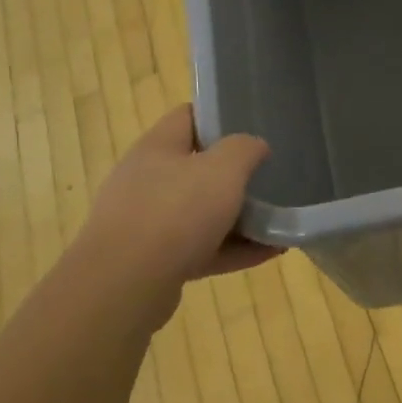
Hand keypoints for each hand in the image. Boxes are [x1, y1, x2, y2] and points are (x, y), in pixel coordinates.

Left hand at [66, 106, 280, 327]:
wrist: (124, 286)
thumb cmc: (175, 212)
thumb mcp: (223, 170)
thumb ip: (244, 149)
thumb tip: (255, 145)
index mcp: (157, 147)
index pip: (188, 116)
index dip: (220, 116)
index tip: (254, 125)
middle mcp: (146, 180)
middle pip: (195, 167)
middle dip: (233, 173)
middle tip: (269, 175)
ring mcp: (146, 223)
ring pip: (199, 212)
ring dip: (238, 217)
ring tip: (277, 221)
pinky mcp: (152, 262)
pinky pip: (201, 248)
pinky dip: (233, 249)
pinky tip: (269, 252)